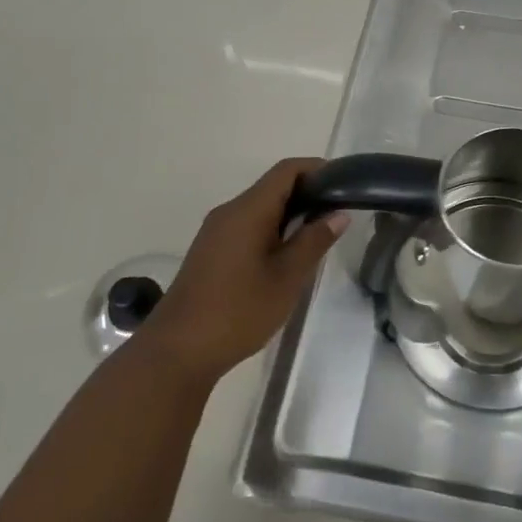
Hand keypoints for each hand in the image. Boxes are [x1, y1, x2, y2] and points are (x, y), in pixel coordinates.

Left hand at [140, 158, 348, 386]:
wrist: (178, 351)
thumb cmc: (238, 311)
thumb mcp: (287, 277)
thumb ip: (314, 241)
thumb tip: (338, 214)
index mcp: (247, 210)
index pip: (286, 170)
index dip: (317, 169)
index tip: (343, 186)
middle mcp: (229, 212)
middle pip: (272, 187)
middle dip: (307, 194)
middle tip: (337, 215)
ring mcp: (215, 232)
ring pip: (259, 208)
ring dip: (290, 215)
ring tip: (317, 237)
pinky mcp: (210, 251)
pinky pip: (246, 226)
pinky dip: (272, 230)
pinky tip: (286, 257)